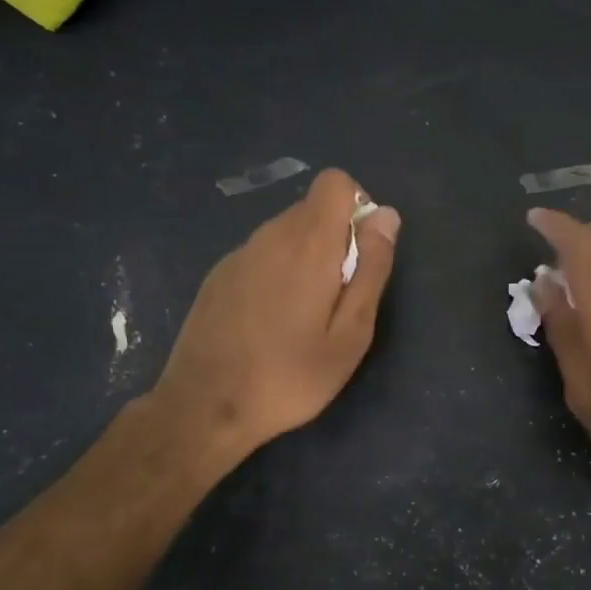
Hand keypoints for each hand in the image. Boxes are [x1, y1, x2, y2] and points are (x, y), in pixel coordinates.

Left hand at [151, 169, 399, 464]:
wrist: (204, 407)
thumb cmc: (290, 376)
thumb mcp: (351, 334)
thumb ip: (372, 269)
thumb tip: (386, 216)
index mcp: (308, 243)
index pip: (335, 182)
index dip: (357, 207)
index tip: (360, 254)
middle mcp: (270, 235)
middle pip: (313, 209)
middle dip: (335, 240)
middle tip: (336, 301)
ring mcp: (239, 254)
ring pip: (286, 232)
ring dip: (306, 258)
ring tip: (303, 317)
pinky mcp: (218, 275)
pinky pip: (261, 254)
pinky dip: (277, 273)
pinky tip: (269, 323)